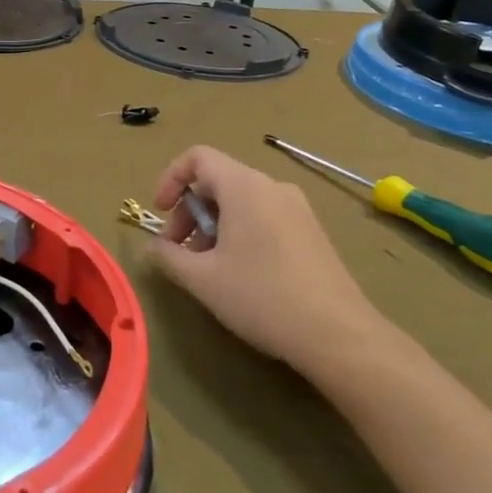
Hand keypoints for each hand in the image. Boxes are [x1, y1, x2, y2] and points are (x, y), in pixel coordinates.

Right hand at [145, 146, 388, 368]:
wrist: (339, 335)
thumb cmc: (261, 296)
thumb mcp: (202, 279)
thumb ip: (168, 256)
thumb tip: (152, 247)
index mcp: (244, 187)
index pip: (198, 157)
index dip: (170, 179)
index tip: (160, 212)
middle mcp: (272, 187)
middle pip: (218, 181)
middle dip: (189, 212)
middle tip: (178, 250)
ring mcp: (298, 209)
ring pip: (241, 202)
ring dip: (213, 226)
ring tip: (206, 267)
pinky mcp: (313, 232)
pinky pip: (265, 217)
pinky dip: (240, 232)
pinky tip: (239, 273)